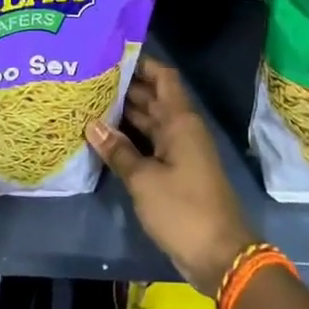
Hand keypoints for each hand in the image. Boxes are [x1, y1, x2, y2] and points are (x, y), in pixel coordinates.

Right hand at [87, 58, 254, 298]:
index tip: (112, 53)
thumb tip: (91, 125)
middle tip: (90, 78)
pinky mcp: (175, 173)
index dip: (142, 63)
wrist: (219, 256)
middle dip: (125, 87)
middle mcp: (181, 129)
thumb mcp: (144, 180)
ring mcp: (179, 152)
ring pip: (150, 122)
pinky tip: (104, 138)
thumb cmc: (183, 209)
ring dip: (125, 114)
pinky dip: (130, 139)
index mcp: (180, 121)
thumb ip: (118, 151)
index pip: (163, 77)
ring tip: (89, 102)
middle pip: (153, 98)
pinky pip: (150, 145)